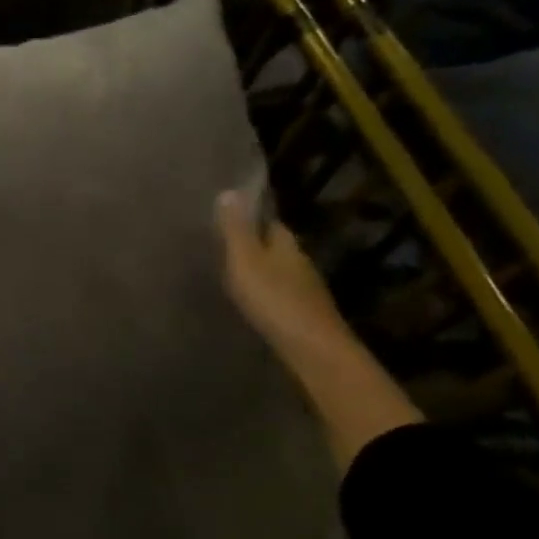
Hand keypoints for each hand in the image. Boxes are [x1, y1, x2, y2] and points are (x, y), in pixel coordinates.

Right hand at [216, 190, 344, 348]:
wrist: (311, 347)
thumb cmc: (273, 298)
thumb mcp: (245, 260)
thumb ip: (236, 230)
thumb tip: (229, 191)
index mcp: (286, 244)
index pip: (272, 222)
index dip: (253, 218)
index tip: (231, 217)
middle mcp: (300, 262)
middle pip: (277, 247)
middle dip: (257, 245)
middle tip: (227, 247)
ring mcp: (306, 290)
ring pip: (281, 272)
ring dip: (263, 271)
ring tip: (235, 275)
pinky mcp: (304, 314)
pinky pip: (282, 295)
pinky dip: (268, 294)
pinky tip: (254, 302)